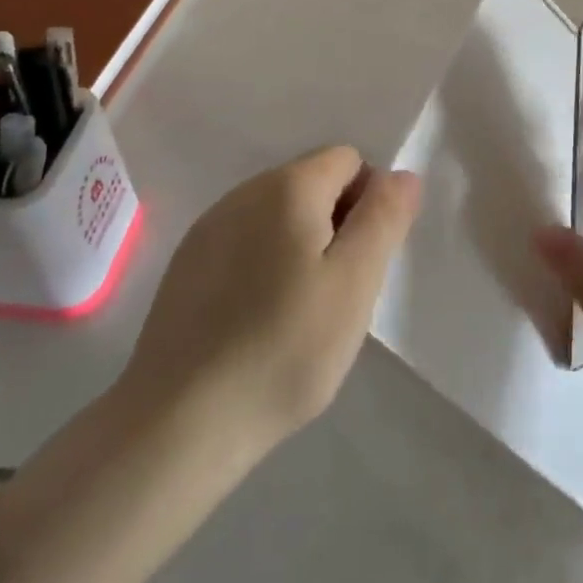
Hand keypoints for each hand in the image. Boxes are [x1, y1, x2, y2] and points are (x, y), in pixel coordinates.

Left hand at [116, 147, 419, 461]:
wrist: (179, 422)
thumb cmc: (284, 348)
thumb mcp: (355, 283)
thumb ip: (384, 218)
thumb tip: (402, 174)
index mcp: (288, 186)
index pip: (348, 160)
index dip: (368, 202)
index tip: (362, 260)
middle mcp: (244, 191)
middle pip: (312, 183)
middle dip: (336, 224)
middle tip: (337, 292)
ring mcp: (209, 227)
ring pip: (278, 215)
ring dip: (301, 246)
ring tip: (298, 311)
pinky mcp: (186, 264)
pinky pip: (245, 243)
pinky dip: (264, 265)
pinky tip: (257, 320)